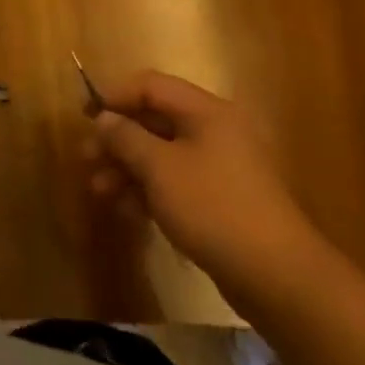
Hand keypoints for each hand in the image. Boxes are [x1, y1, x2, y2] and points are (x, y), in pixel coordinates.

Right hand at [85, 71, 316, 289]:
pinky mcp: (223, 200)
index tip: (85, 118)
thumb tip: (104, 118)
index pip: (150, 86)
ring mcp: (222, 167)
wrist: (279, 278)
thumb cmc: (214, 207)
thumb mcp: (159, 168)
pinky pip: (177, 182)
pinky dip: (150, 190)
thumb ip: (125, 137)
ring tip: (100, 191)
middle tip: (87, 159)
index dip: (114, 96)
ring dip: (128, 168)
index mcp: (206, 111)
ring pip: (163, 155)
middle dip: (117, 139)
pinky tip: (128, 211)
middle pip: (154, 121)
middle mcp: (215, 130)